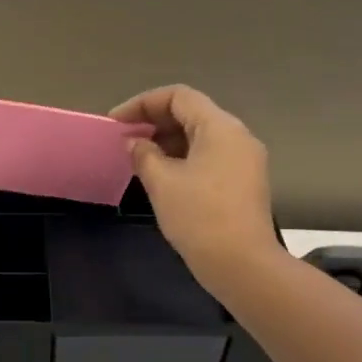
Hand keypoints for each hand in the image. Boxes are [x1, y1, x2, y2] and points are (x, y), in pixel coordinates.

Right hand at [110, 85, 279, 281]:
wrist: (241, 264)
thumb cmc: (199, 217)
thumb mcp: (162, 183)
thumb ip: (144, 154)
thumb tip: (134, 142)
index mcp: (220, 127)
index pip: (178, 96)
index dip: (142, 104)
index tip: (116, 123)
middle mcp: (237, 136)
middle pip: (192, 113)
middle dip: (154, 122)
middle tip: (124, 140)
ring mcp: (244, 160)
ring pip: (201, 137)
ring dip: (168, 142)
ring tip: (139, 159)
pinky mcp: (244, 182)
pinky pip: (210, 157)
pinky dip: (183, 158)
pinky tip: (163, 177)